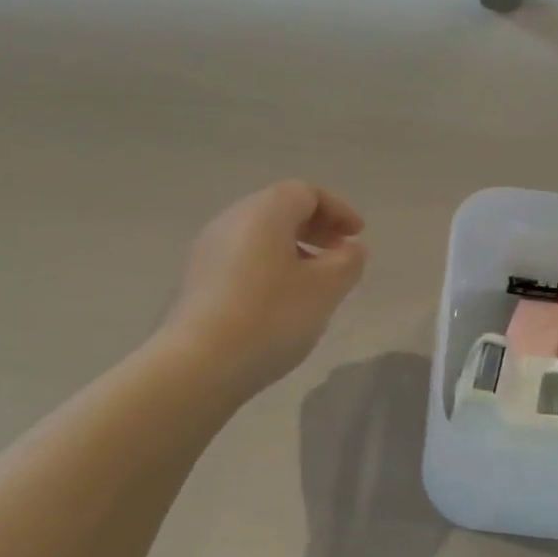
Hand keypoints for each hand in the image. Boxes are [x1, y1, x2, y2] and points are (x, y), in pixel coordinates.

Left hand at [164, 182, 366, 395]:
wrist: (201, 363)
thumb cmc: (272, 316)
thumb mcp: (326, 289)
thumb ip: (347, 262)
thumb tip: (351, 248)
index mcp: (264, 211)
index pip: (306, 193)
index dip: (338, 211)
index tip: (358, 236)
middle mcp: (232, 219)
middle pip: (280, 210)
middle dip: (316, 229)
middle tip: (341, 255)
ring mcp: (209, 249)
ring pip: (260, 236)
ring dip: (293, 250)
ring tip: (315, 282)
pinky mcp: (199, 279)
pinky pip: (243, 259)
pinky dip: (270, 267)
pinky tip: (282, 300)